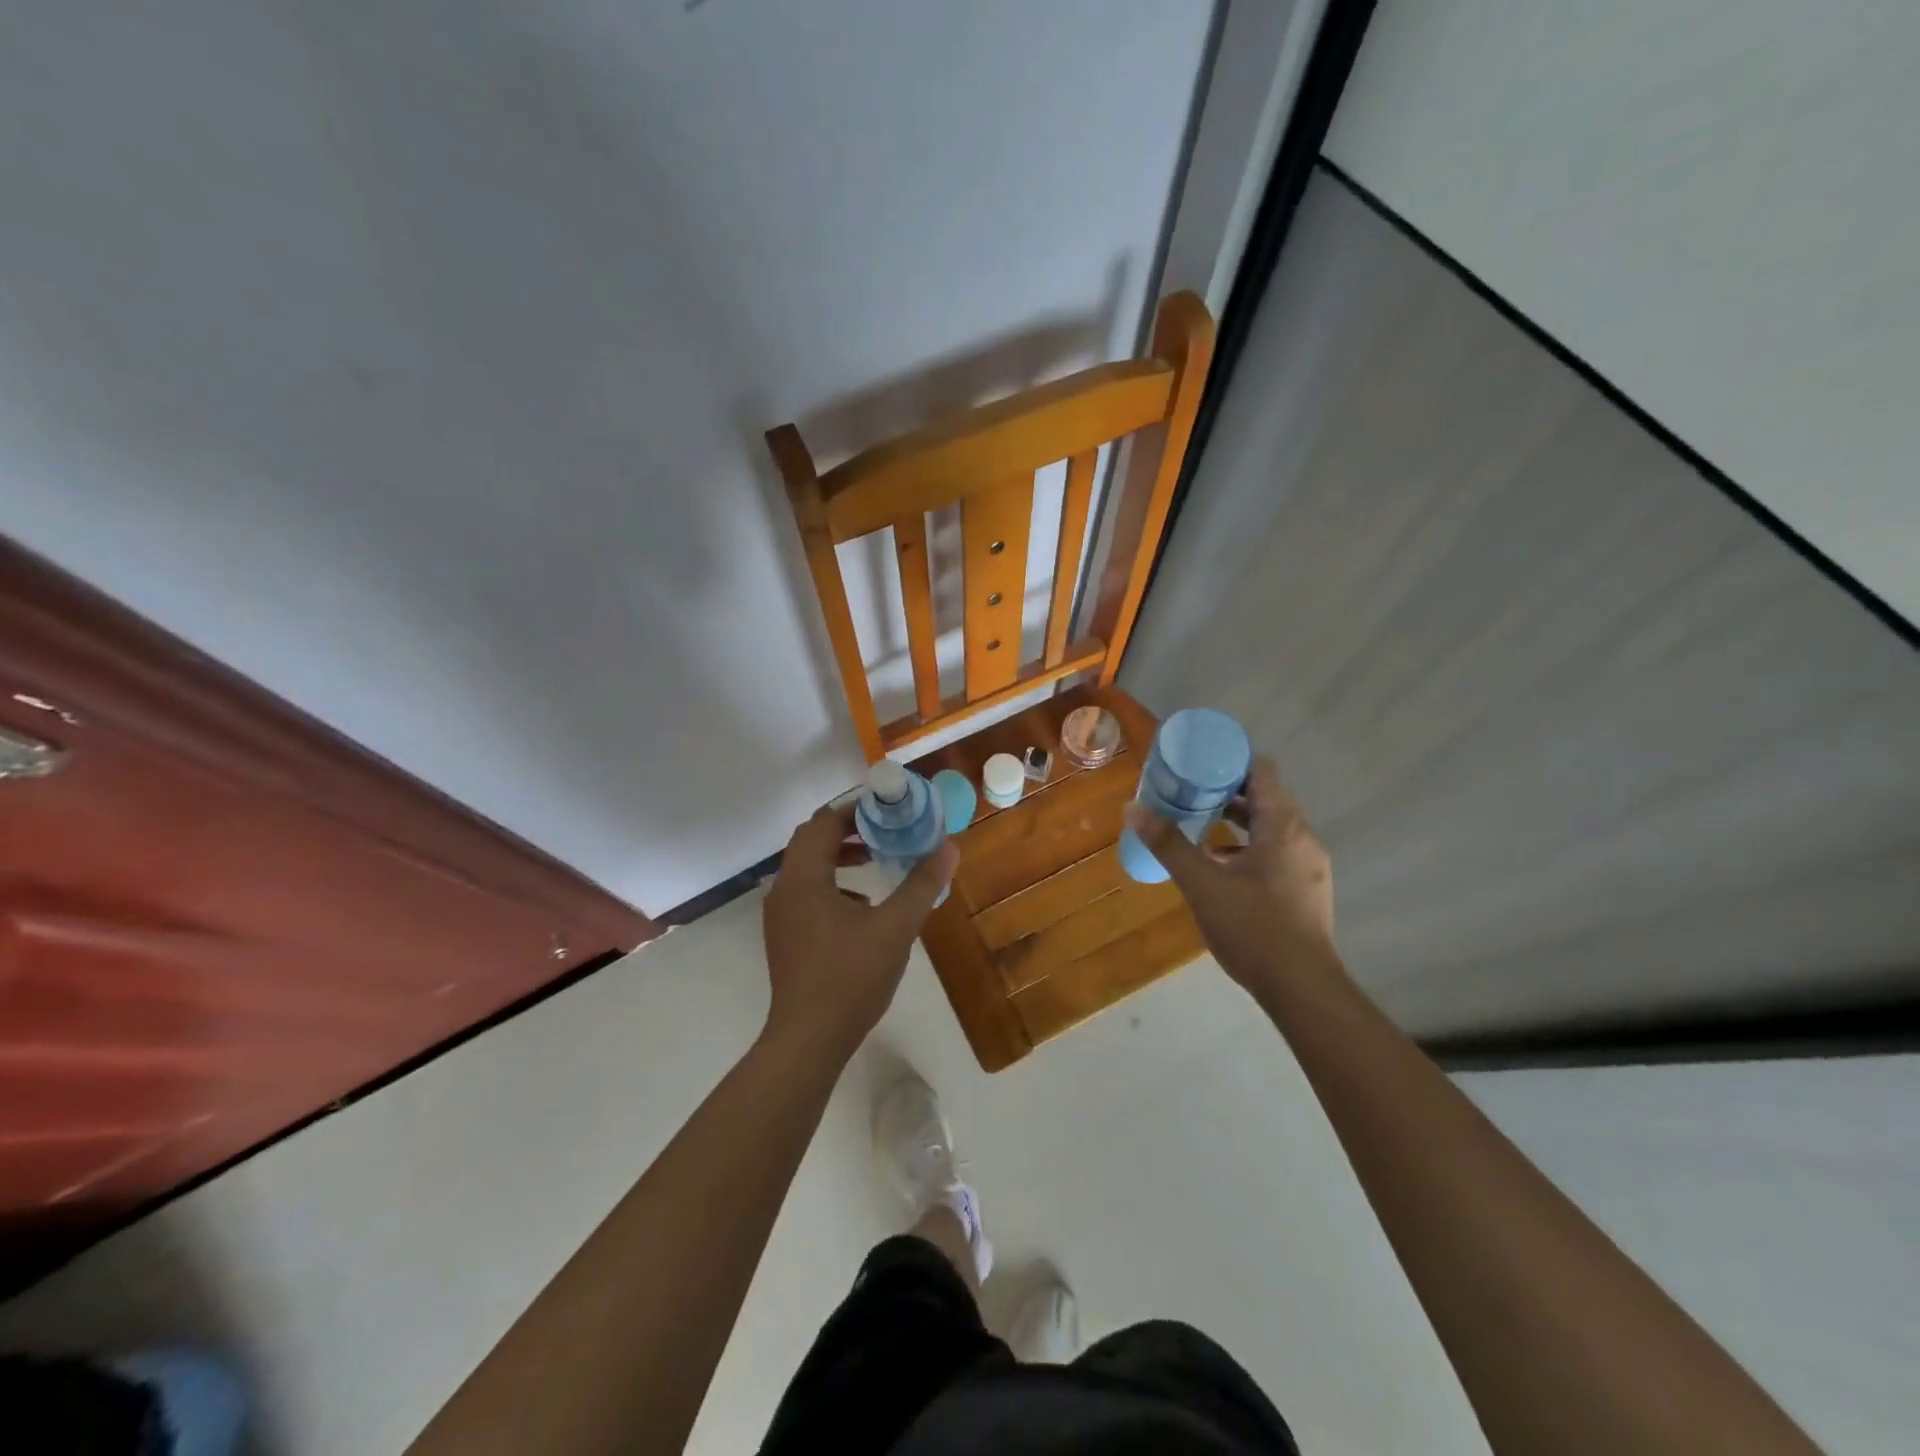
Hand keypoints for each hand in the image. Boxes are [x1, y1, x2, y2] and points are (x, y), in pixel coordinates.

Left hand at [761, 801, 958, 1061]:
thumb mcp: (895, 928)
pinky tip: (863, 904)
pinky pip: (807, 891)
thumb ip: (921, 884)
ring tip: (877, 859)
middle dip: (850, 829)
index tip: (889, 807)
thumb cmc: (850, 978)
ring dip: (840, 855)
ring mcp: (781, 914)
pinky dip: (833, 883)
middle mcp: (784, 888)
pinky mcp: (786, 935)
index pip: (824, 821)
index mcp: (804, 877)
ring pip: (808, 866)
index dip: (856, 808)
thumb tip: (948, 848)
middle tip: (887, 827)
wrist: (809, 1039)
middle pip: (812, 839)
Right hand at [1124, 758, 1334, 998]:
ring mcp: (1308, 864)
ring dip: (1236, 818)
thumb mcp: (1202, 884)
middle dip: (1226, 788)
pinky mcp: (1306, 887)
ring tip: (1197, 819)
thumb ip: (1168, 844)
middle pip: (1266, 796)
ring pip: (1270, 825)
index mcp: (1283, 826)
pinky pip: (1275, 849)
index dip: (1229, 758)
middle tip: (1187, 787)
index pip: (1261, 770)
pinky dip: (1247, 845)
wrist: (1303, 989)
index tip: (1196, 759)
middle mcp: (1302, 837)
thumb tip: (1133, 808)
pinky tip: (1219, 863)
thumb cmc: (1253, 929)